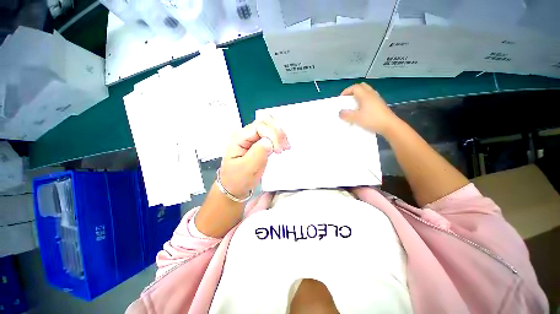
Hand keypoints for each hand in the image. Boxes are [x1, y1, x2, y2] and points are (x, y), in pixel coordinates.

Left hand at [219, 115, 289, 198]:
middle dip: (278, 132)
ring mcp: (252, 138)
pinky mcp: (258, 143)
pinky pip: (271, 134)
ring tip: (285, 147)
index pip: (259, 127)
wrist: (234, 187)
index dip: (272, 135)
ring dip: (280, 135)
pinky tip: (282, 146)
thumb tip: (269, 142)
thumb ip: (258, 153)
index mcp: (239, 138)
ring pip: (270, 126)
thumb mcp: (247, 168)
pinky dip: (279, 139)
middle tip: (284, 147)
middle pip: (265, 121)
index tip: (279, 150)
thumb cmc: (238, 179)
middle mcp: (246, 134)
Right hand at [339, 83, 399, 134]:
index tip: (341, 98)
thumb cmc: (372, 120)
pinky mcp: (380, 104)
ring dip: (359, 96)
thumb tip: (340, 112)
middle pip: (362, 86)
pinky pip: (370, 98)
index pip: (355, 87)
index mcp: (365, 95)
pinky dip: (363, 100)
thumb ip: (346, 115)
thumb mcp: (356, 118)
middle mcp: (371, 94)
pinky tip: (361, 109)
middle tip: (348, 99)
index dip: (347, 91)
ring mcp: (377, 99)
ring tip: (353, 104)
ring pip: (366, 92)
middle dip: (353, 91)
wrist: (389, 125)